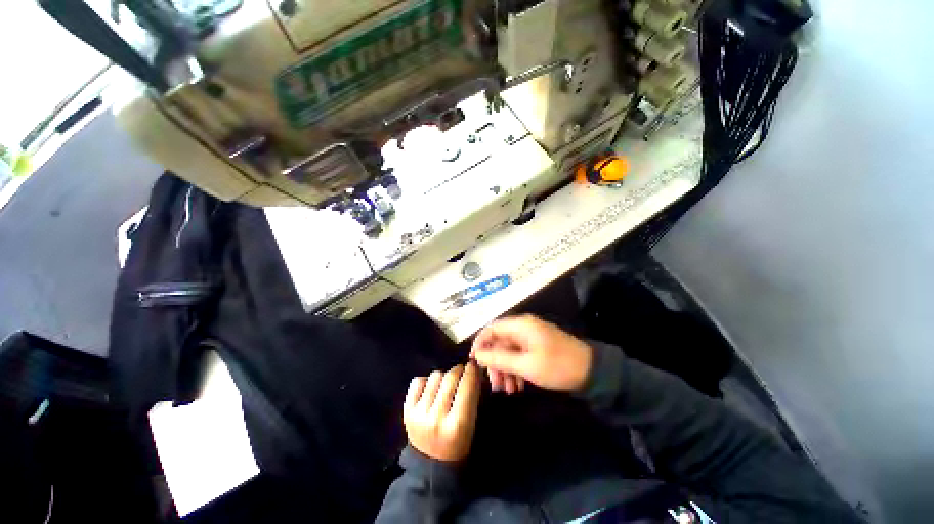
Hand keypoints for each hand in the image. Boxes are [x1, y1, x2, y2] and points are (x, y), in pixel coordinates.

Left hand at [403, 363, 480, 461]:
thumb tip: (474, 369)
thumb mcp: (472, 424)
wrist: (431, 464)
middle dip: (459, 370)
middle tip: (462, 372)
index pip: (467, 386)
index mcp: (458, 424)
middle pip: (450, 377)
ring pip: (435, 376)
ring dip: (443, 377)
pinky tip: (431, 391)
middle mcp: (436, 417)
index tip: (474, 365)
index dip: (472, 371)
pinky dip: (426, 382)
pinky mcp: (406, 410)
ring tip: (446, 386)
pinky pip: (418, 381)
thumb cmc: (458, 443)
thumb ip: (474, 396)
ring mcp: (419, 413)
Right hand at [471, 315, 592, 391]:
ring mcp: (531, 338)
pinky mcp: (537, 347)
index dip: (481, 344)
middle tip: (495, 385)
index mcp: (520, 326)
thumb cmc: (557, 365)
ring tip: (507, 391)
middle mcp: (523, 328)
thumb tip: (478, 355)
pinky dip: (516, 370)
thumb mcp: (526, 365)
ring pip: (509, 351)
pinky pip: (520, 356)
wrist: (592, 371)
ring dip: (505, 370)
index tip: (474, 362)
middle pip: (500, 342)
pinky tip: (517, 387)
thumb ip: (499, 359)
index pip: (492, 329)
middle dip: (495, 363)